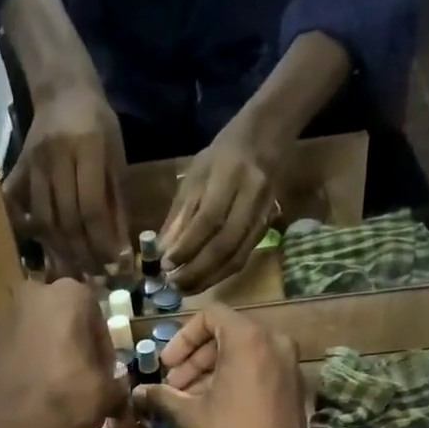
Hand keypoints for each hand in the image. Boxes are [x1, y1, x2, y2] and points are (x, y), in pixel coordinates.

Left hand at [0, 279, 128, 427]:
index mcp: (70, 295)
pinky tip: (8, 370)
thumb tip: (116, 386)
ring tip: (43, 379)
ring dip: (36, 343)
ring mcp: (1, 316)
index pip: (96, 319)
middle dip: (68, 339)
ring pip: (28, 326)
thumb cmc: (68, 402)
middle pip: (60, 317)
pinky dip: (0, 351)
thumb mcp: (108, 394)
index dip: (102, 349)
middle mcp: (33, 294)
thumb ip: (116, 382)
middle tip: (75, 374)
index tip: (102, 374)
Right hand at [3, 84, 129, 276]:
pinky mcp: (18, 168)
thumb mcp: (117, 158)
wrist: (62, 90)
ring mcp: (33, 163)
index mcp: (88, 148)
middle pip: (66, 219)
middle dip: (82, 253)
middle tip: (95, 275)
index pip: (91, 207)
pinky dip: (27, 229)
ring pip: (43, 219)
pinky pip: (18, 205)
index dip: (101, 240)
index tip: (113, 264)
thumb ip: (117, 202)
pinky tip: (41, 247)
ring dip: (60, 250)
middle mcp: (57, 157)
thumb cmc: (99, 124)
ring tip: (76, 269)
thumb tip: (120, 249)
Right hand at [132, 308, 313, 427]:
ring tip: (188, 401)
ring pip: (243, 353)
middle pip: (227, 333)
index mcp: (249, 340)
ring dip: (211, 371)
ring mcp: (289, 366)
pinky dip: (234, 380)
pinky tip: (213, 409)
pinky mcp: (294, 388)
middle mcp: (275, 343)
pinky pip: (259, 370)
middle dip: (195, 358)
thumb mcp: (190, 417)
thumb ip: (163, 397)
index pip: (211, 315)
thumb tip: (137, 392)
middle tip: (173, 386)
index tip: (166, 366)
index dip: (182, 338)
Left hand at [160, 121, 276, 294]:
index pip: (208, 219)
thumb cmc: (222, 155)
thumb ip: (180, 214)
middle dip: (196, 270)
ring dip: (209, 279)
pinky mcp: (266, 227)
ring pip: (236, 257)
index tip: (165, 265)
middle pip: (224, 245)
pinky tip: (204, 281)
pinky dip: (221, 274)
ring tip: (185, 289)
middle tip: (172, 285)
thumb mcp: (195, 175)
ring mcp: (262, 214)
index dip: (187, 246)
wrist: (266, 138)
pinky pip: (243, 258)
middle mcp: (251, 196)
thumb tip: (162, 251)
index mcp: (230, 175)